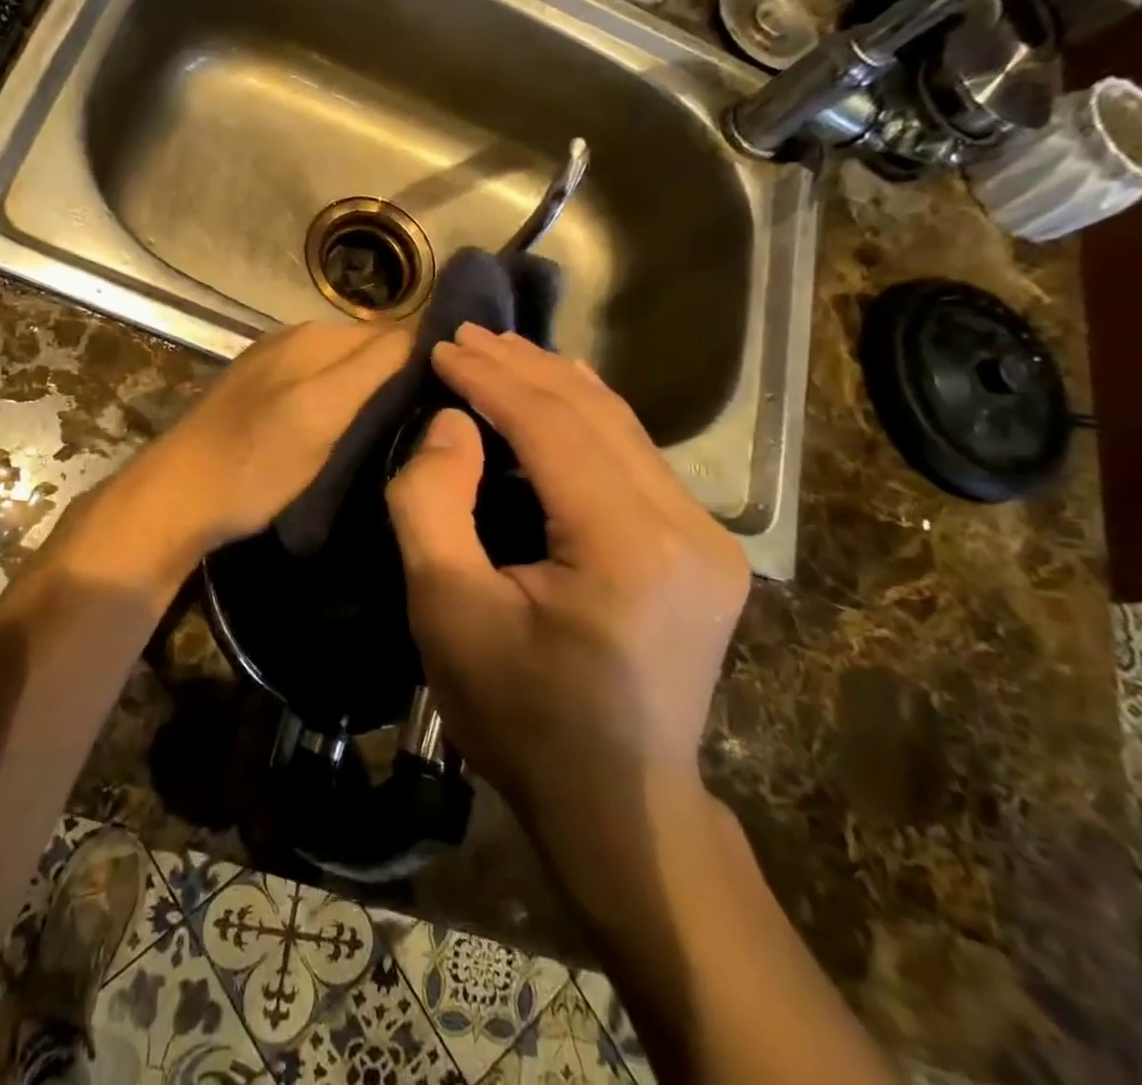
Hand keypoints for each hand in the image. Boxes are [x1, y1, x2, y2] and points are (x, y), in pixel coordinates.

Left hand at [64, 322, 410, 591]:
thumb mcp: (321, 414)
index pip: (394, 333)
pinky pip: (319, 388)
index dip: (427, 360)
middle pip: (369, 350)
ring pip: (345, 371)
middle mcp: (295, 340)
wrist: (178, 499)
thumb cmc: (255, 462)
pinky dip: (341, 404)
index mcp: (314, 336)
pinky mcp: (261, 396)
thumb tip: (426, 332)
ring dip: (373, 393)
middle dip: (402, 376)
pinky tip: (349, 433)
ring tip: (401, 431)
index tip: (458, 399)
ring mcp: (274, 367)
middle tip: (434, 423)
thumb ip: (372, 368)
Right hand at [384, 324, 748, 817]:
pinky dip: (583, 420)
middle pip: (596, 414)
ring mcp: (707, 538)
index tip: (442, 347)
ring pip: (622, 428)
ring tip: (498, 353)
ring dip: (554, 385)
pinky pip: (634, 459)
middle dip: (523, 367)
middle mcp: (687, 528)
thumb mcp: (446, 612)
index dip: (492, 378)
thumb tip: (452, 424)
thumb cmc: (518, 715)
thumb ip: (434, 504)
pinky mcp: (703, 549)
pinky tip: (553, 397)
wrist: (616, 804)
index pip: (554, 426)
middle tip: (465, 337)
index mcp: (629, 546)